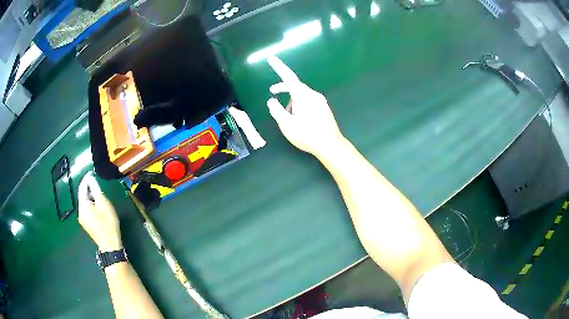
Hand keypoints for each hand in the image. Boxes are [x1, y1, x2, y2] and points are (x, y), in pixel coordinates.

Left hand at [78, 172, 121, 251]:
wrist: (110, 245)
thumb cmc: (107, 223)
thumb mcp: (103, 203)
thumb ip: (95, 189)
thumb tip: (90, 179)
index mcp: (82, 205)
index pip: (82, 187)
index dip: (87, 179)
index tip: (92, 172)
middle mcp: (80, 212)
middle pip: (82, 196)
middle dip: (88, 188)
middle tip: (96, 183)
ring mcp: (82, 220)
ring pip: (85, 203)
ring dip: (90, 197)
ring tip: (99, 194)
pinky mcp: (87, 225)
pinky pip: (87, 210)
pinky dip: (91, 205)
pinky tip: (98, 207)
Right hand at [266, 56, 344, 157]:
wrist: (331, 145)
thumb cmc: (307, 135)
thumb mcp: (286, 125)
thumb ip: (276, 111)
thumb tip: (271, 101)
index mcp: (303, 96)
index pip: (288, 77)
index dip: (279, 67)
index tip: (271, 59)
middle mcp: (313, 94)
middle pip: (295, 86)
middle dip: (283, 88)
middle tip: (272, 92)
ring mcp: (320, 101)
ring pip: (302, 95)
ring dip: (292, 101)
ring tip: (288, 117)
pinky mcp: (324, 108)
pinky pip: (309, 101)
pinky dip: (300, 105)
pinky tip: (299, 119)